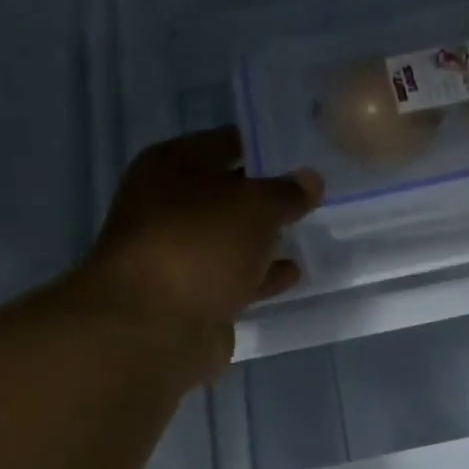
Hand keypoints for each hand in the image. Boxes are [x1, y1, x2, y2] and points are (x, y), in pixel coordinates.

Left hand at [80, 126, 322, 382]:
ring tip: (307, 233)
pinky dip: (261, 275)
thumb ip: (287, 192)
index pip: (225, 143)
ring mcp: (179, 254)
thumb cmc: (200, 245)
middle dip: (265, 197)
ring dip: (263, 239)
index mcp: (171, 166)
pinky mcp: (193, 296)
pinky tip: (293, 274)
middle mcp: (168, 206)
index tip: (302, 154)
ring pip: (231, 239)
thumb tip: (310, 180)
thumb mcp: (254, 206)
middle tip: (312, 196)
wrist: (156, 326)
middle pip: (226, 193)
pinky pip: (234, 277)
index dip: (263, 146)